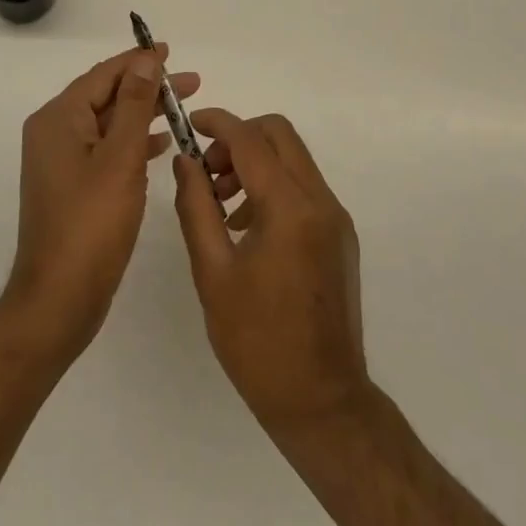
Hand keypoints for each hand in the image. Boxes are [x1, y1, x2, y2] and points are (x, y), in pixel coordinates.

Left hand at [2, 46, 200, 365]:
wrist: (58, 300)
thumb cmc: (91, 224)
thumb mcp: (120, 158)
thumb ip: (134, 105)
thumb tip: (145, 59)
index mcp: (58, 119)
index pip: (104, 75)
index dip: (139, 61)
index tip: (171, 51)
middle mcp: (54, 133)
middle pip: (107, 96)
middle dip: (148, 87)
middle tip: (192, 83)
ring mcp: (61, 162)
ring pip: (109, 124)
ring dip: (144, 114)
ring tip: (183, 107)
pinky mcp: (72, 186)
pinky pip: (106, 150)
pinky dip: (133, 143)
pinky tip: (161, 144)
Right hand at [172, 110, 369, 433]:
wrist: (321, 402)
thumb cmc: (257, 342)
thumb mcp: (212, 273)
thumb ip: (196, 207)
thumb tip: (185, 161)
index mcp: (290, 208)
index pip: (251, 140)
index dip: (217, 123)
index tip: (189, 124)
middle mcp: (321, 201)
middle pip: (280, 135)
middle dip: (239, 139)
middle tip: (207, 171)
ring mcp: (336, 218)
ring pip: (294, 159)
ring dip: (256, 162)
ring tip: (221, 204)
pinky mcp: (340, 235)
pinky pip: (304, 187)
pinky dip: (274, 185)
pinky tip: (247, 226)